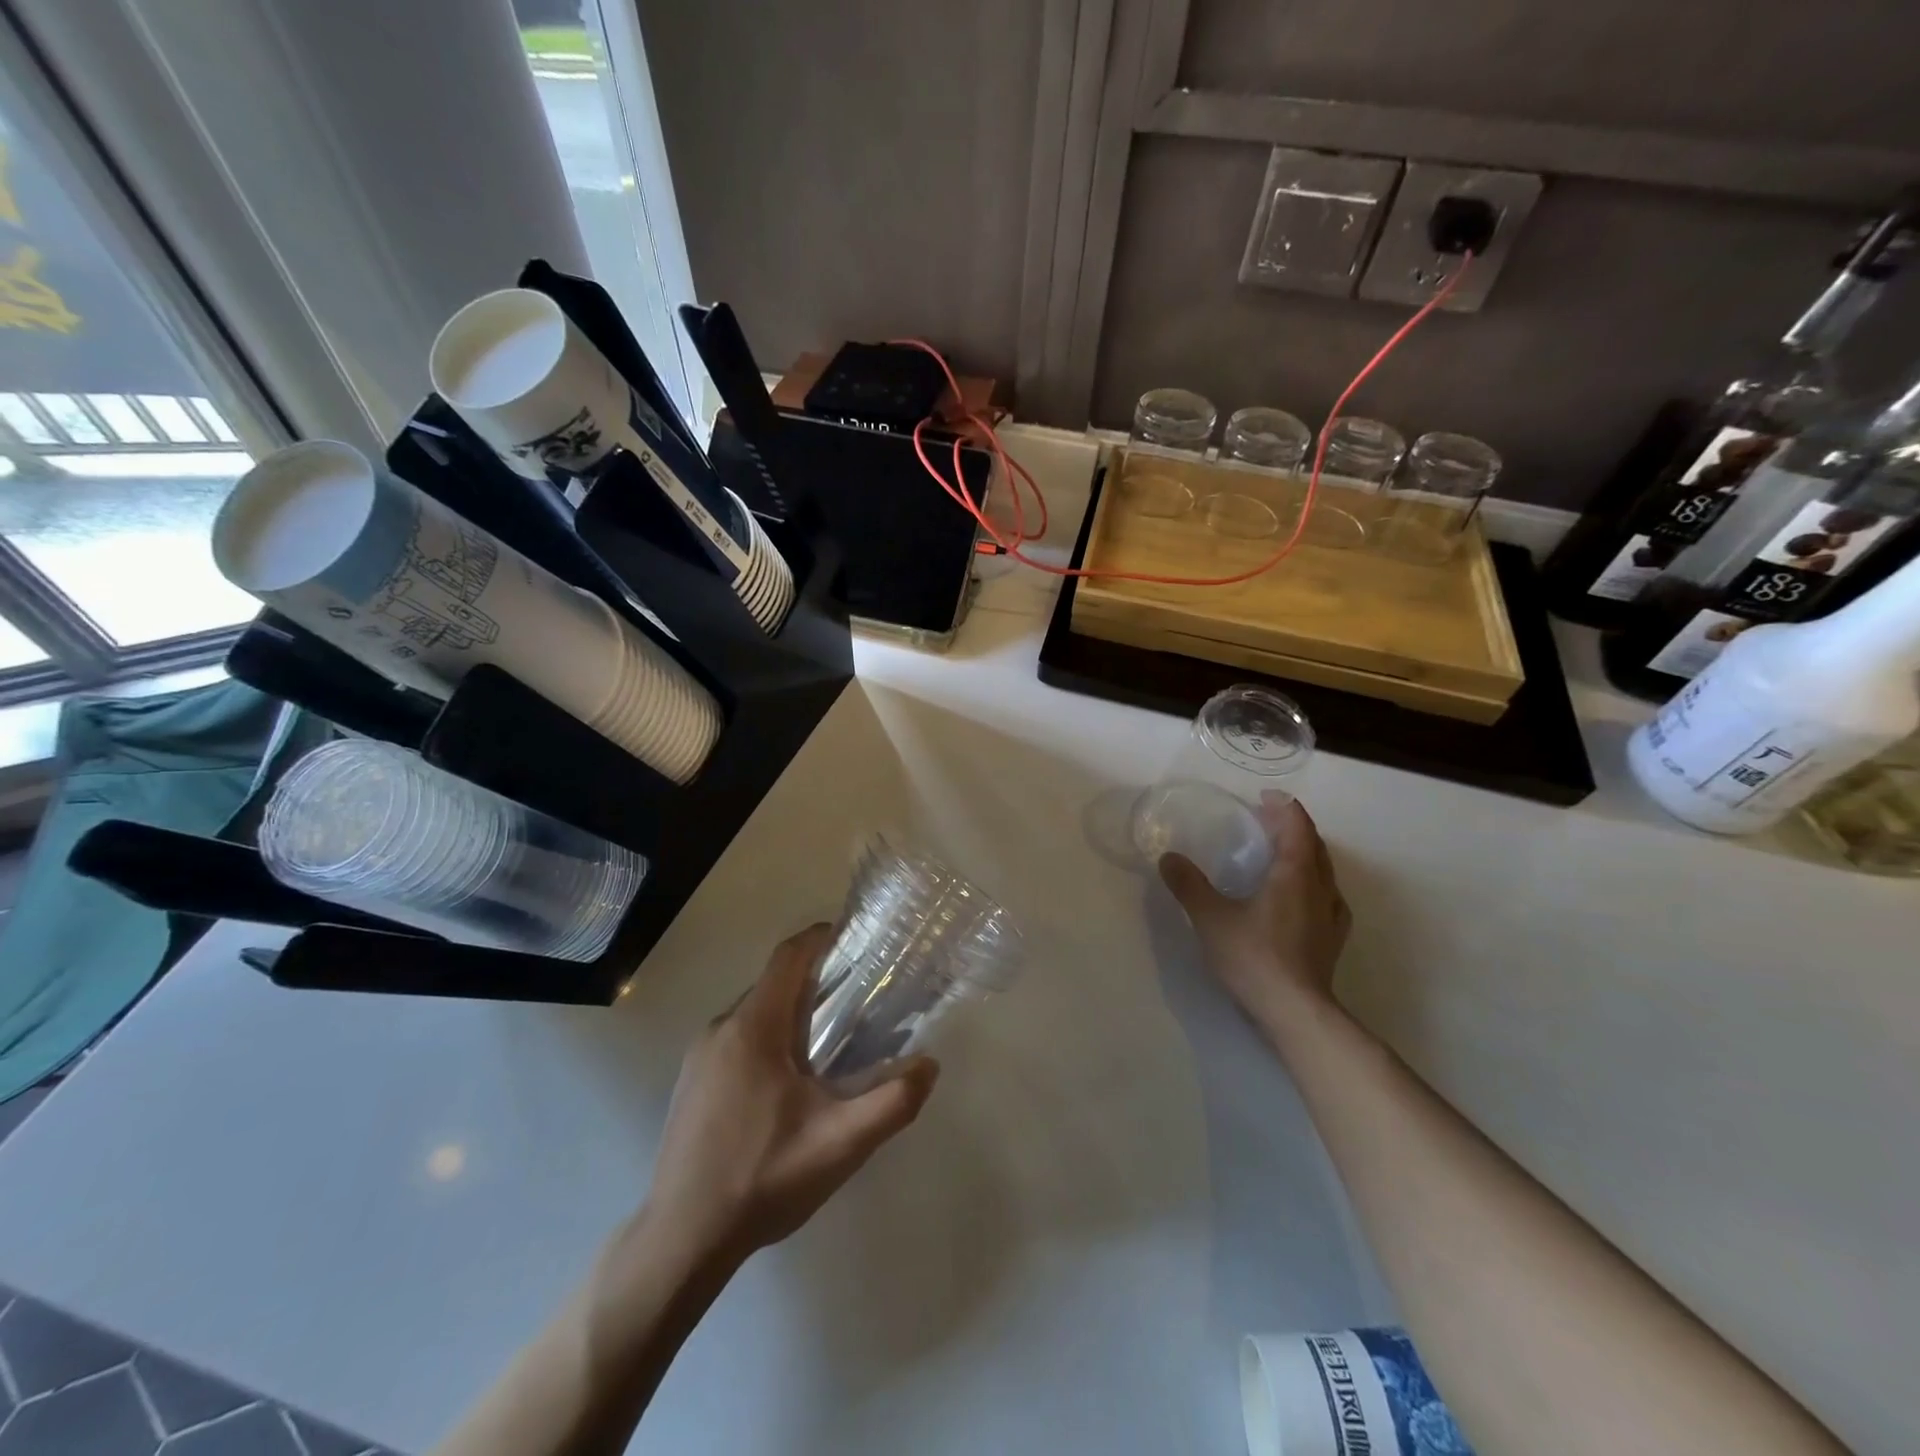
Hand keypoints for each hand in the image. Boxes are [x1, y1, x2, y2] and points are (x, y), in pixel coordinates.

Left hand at [640, 924, 938, 1268]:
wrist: (681, 1239)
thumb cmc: (762, 1179)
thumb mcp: (840, 1144)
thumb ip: (893, 1101)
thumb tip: (929, 1066)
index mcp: (754, 1028)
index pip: (789, 957)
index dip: (821, 938)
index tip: (855, 940)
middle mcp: (721, 1029)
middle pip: (774, 983)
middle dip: (816, 980)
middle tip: (859, 999)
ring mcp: (700, 1057)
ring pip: (755, 1013)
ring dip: (792, 1012)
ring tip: (832, 1042)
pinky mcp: (692, 1083)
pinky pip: (737, 1039)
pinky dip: (769, 1037)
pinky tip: (790, 1083)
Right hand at [1159, 795, 1350, 1032]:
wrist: (1295, 1012)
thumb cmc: (1254, 956)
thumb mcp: (1211, 917)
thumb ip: (1189, 885)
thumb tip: (1168, 858)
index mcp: (1295, 873)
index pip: (1297, 826)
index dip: (1283, 807)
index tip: (1264, 798)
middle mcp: (1320, 888)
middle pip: (1314, 844)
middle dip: (1292, 827)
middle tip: (1266, 821)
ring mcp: (1330, 914)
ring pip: (1324, 870)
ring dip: (1304, 853)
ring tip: (1280, 854)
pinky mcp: (1331, 939)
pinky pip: (1326, 895)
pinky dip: (1311, 882)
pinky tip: (1298, 896)